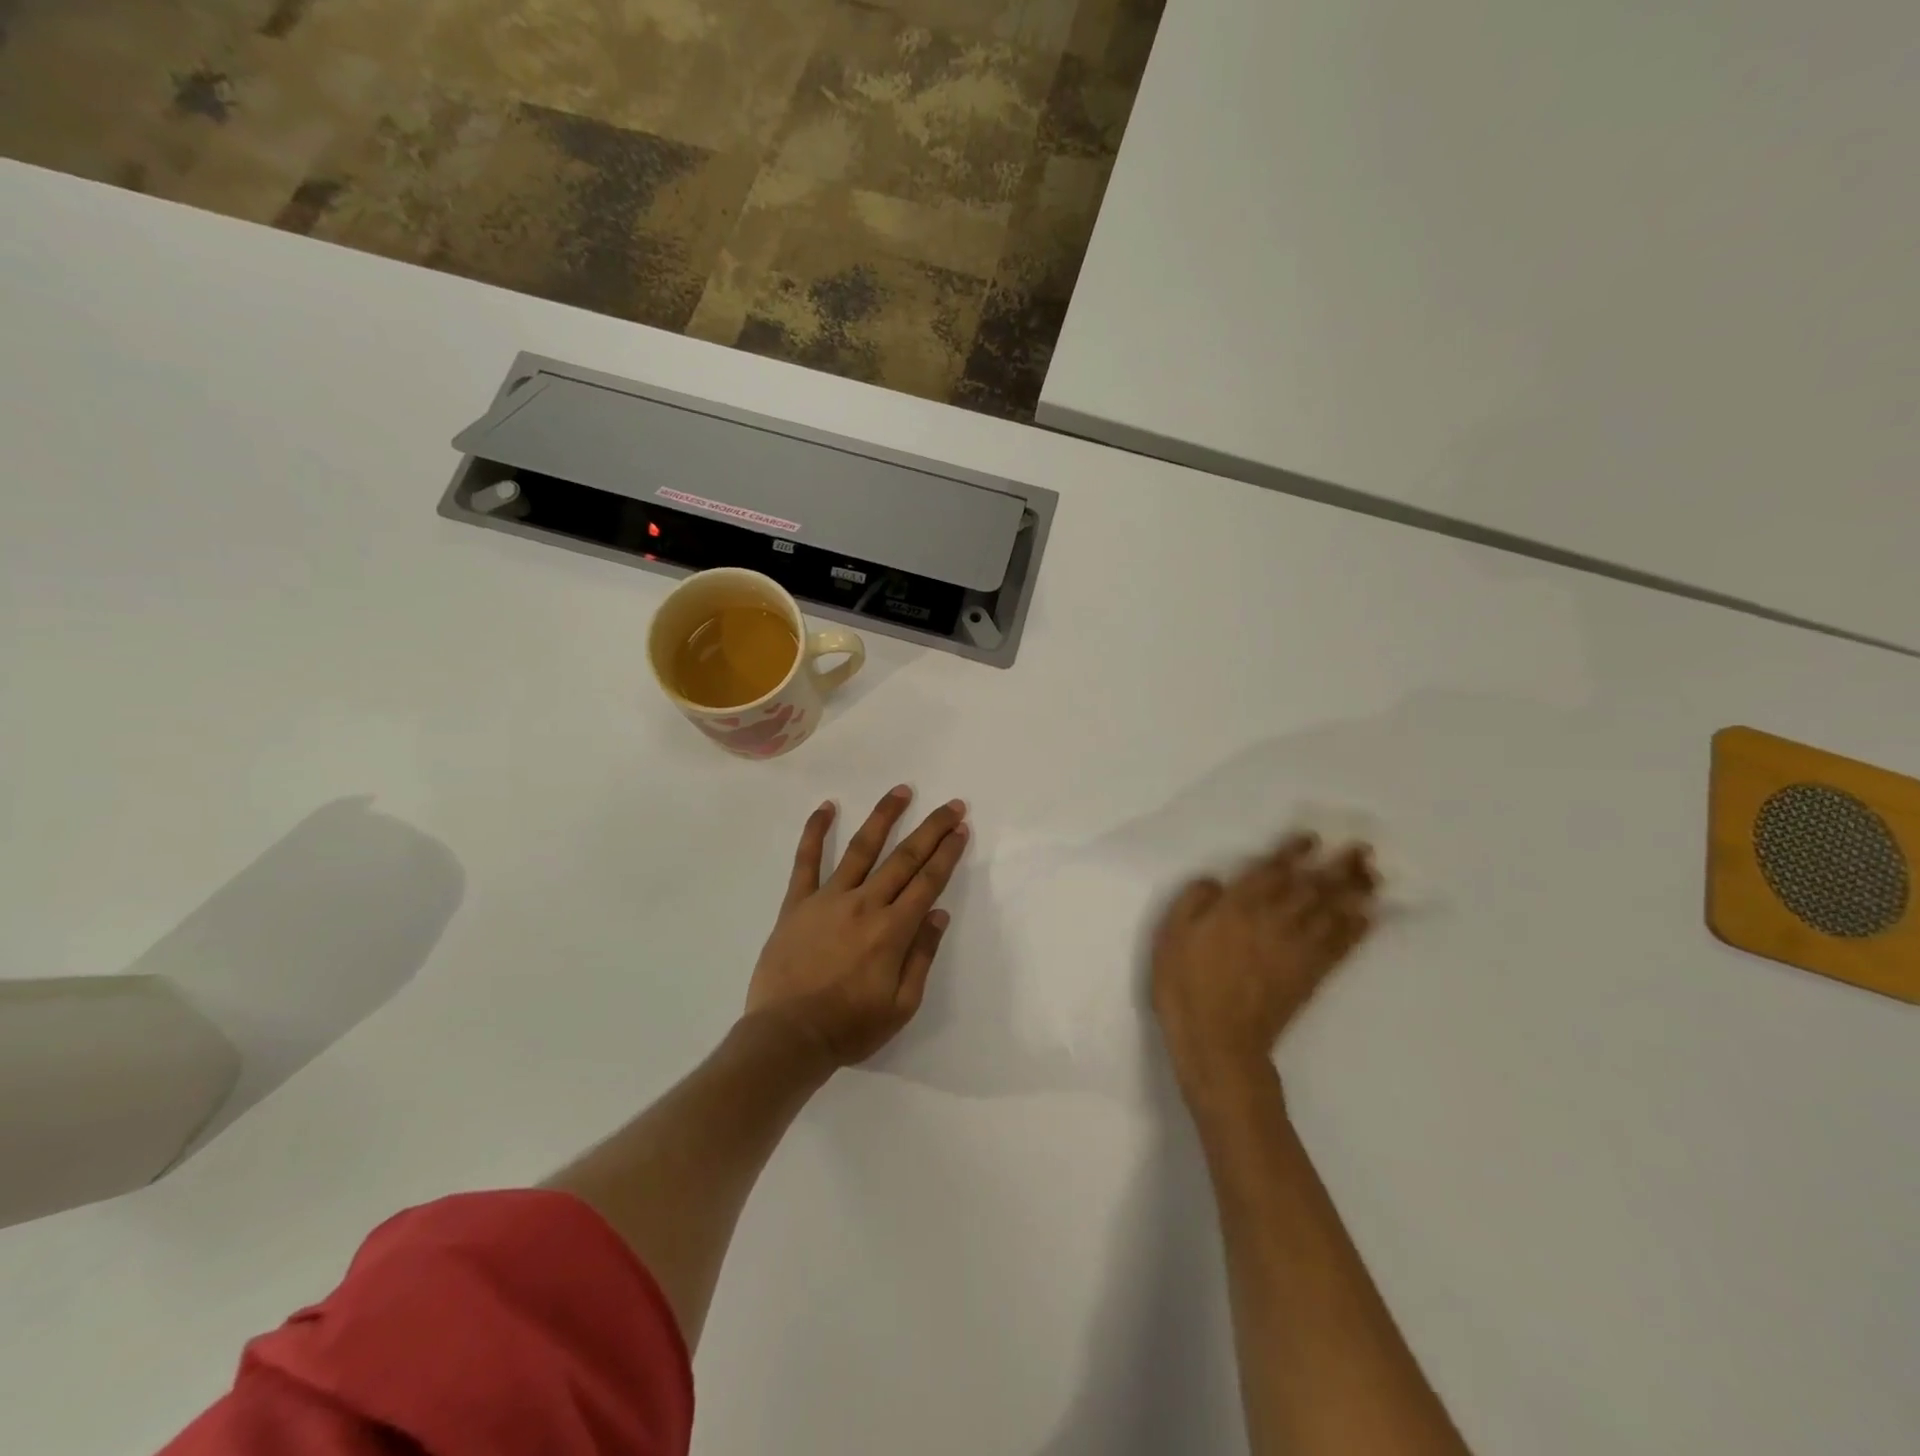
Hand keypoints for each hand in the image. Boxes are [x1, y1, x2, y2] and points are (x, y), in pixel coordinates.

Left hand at [745, 786, 970, 1067]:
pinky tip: (826, 807)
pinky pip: (806, 861)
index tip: (960, 829)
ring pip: (861, 848)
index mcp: (892, 930)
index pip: (928, 882)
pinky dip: (815, 832)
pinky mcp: (797, 903)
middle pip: (904, 858)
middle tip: (950, 805)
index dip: (947, 853)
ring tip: (901, 791)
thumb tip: (938, 913)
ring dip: (884, 817)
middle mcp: (864, 904)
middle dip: (931, 829)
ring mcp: (828, 899)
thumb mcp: (901, 1006)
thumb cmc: (849, 1027)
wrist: (787, 1037)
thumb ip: (921, 956)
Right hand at [1151, 834, 1376, 1097]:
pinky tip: (1369, 917)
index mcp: (1239, 908)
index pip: (1273, 872)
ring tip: (1373, 874)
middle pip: (1313, 888)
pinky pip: (1340, 947)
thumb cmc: (1185, 984)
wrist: (1217, 1041)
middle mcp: (1274, 921)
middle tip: (1362, 849)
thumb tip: (1216, 882)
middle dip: (1338, 866)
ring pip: (1333, 912)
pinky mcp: (1310, 976)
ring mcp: (1296, 950)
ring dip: (1355, 891)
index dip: (1293, 853)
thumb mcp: (1171, 935)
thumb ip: (1193, 901)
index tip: (1312, 838)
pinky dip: (1357, 930)